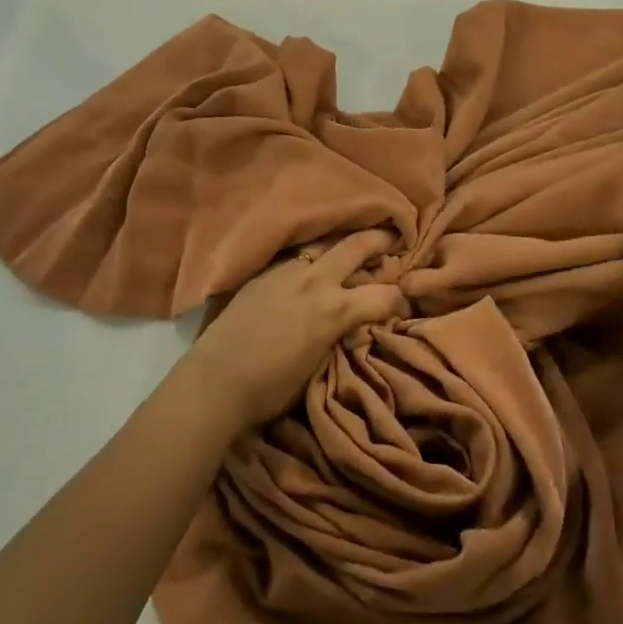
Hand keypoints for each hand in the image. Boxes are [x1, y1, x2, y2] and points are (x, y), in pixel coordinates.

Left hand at [185, 230, 406, 430]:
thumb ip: (338, 335)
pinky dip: (312, 257)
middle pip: (355, 247)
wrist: (216, 379)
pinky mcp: (264, 272)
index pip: (383, 295)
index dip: (400, 298)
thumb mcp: (318, 365)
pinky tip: (312, 263)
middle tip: (394, 236)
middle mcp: (315, 281)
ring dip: (342, 244)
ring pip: (323, 244)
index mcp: (334, 309)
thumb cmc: (270, 387)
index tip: (406, 300)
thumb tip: (352, 324)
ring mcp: (287, 271)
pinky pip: (297, 256)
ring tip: (353, 243)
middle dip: (379, 240)